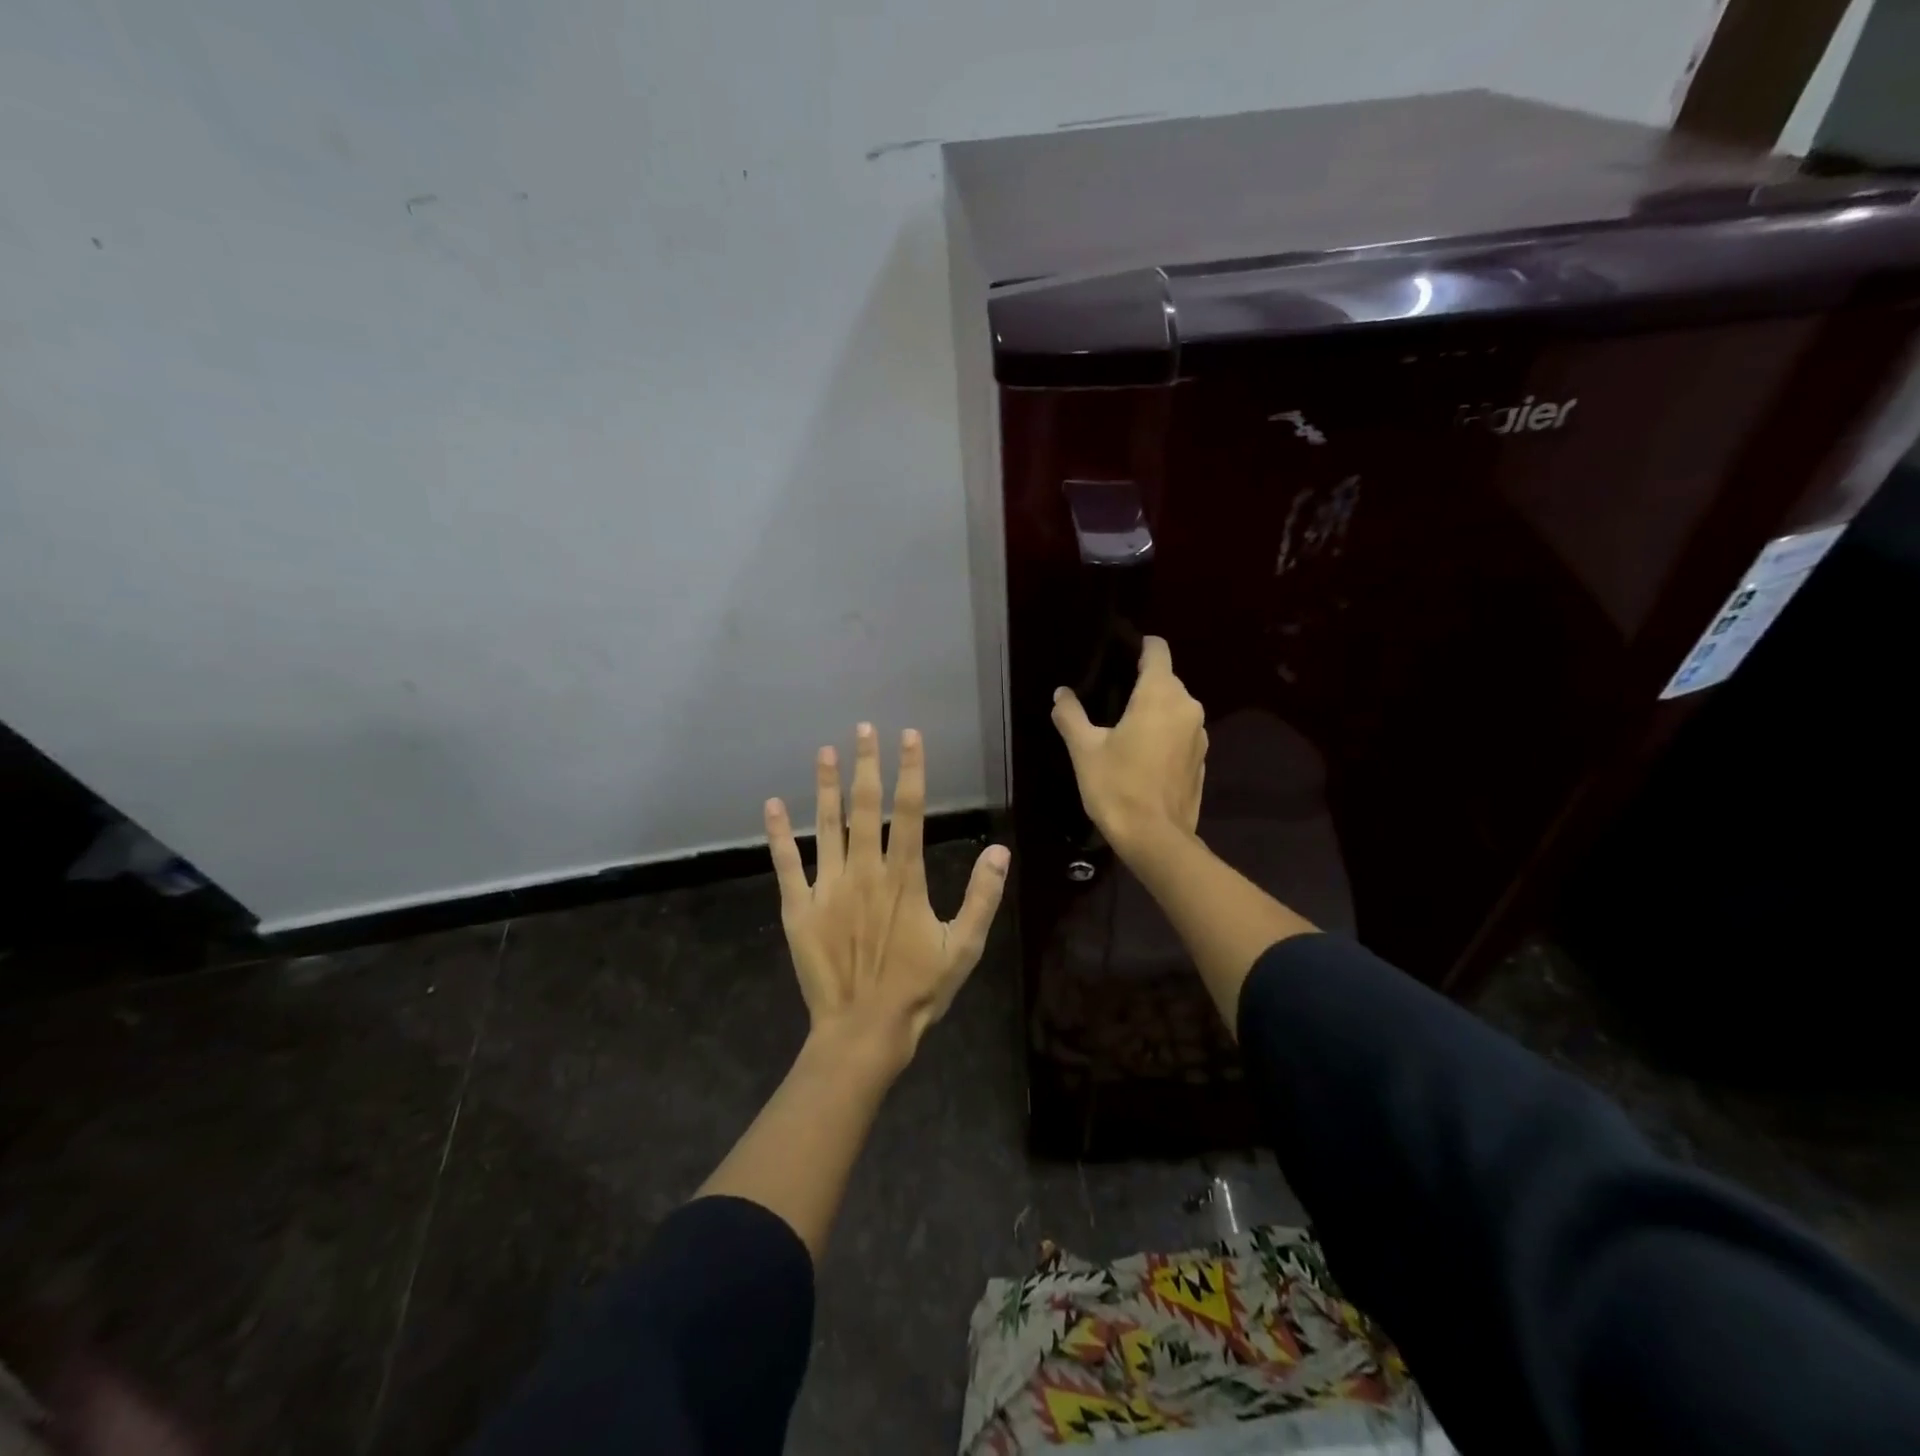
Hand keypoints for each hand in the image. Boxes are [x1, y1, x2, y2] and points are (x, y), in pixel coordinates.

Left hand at [765, 723, 1009, 1071]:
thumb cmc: (918, 990)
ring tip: (824, 752)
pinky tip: (772, 805)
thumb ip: (981, 897)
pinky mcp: (799, 908)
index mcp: (904, 878)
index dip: (911, 770)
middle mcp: (865, 872)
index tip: (909, 736)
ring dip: (825, 787)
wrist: (863, 1030)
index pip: (910, 810)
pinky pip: (787, 864)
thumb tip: (999, 851)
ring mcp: (828, 887)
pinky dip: (779, 834)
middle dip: (867, 764)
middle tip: (864, 728)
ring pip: (826, 825)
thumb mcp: (963, 948)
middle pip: (866, 807)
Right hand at [1051, 635, 1207, 854]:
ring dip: (1153, 711)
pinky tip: (1142, 755)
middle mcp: (1187, 706)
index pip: (1157, 650)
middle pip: (1165, 679)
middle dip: (1141, 683)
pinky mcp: (1202, 760)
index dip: (1139, 646)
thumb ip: (1071, 715)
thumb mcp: (1084, 749)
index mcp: (1160, 695)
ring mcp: (1200, 734)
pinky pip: (1181, 733)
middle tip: (1109, 698)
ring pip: (1175, 707)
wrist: (1155, 838)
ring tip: (1123, 727)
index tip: (1118, 653)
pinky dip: (1164, 735)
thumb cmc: (1117, 786)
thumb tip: (1061, 694)